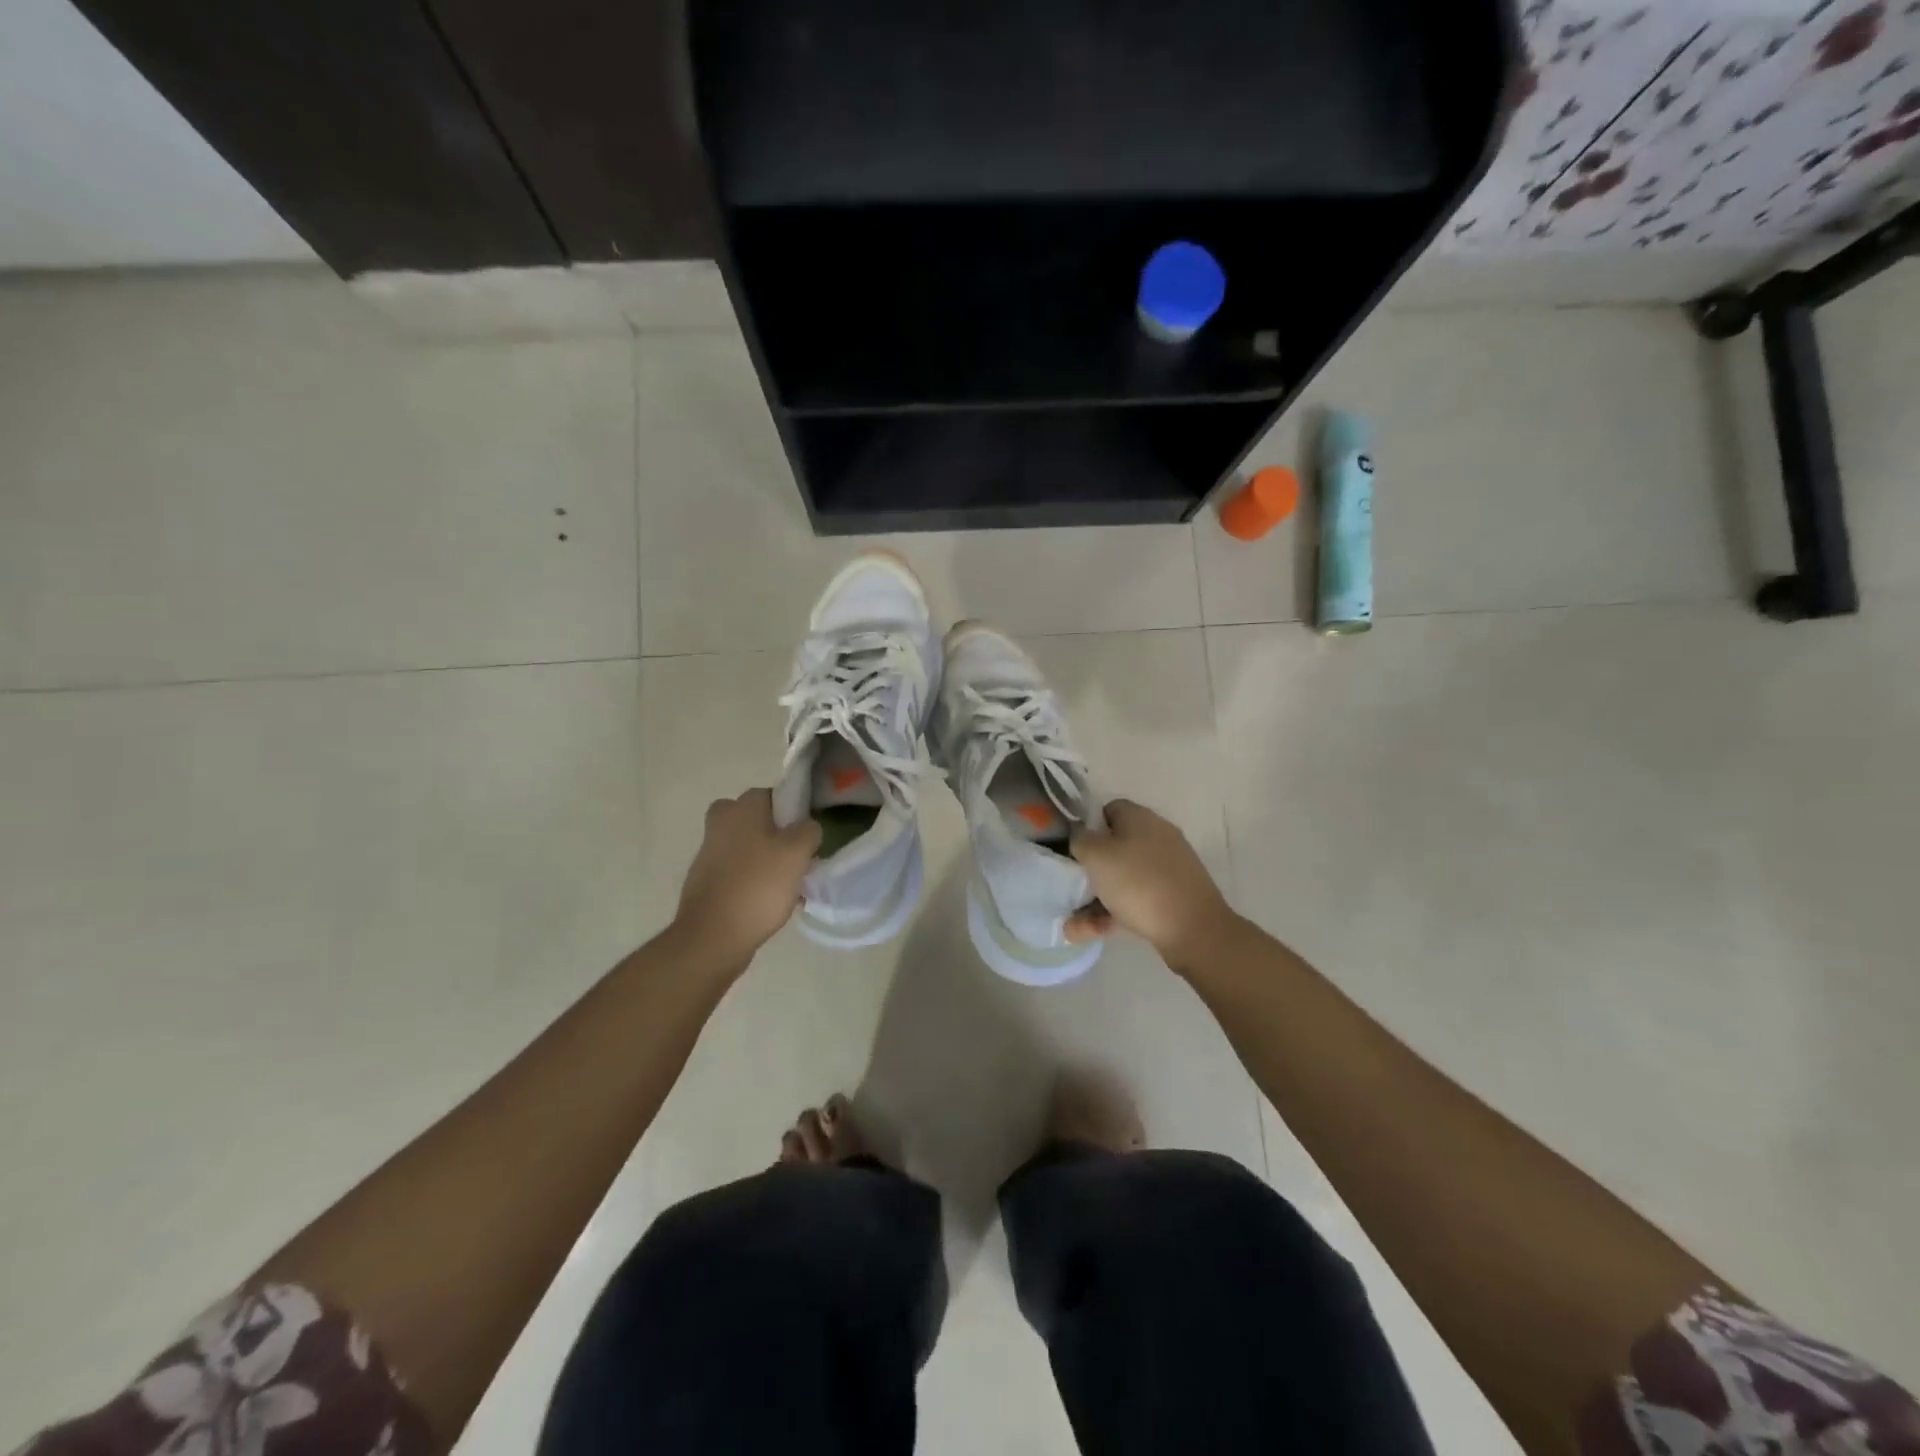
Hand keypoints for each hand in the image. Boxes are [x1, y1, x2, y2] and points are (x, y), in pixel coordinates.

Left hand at [674, 789, 820, 962]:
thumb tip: (806, 828)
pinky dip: (753, 880)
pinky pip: (738, 871)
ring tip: (789, 886)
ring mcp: (709, 852)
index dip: (795, 813)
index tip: (808, 836)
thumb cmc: (758, 886)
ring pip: (749, 847)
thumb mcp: (798, 852)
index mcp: (741, 807)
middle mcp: (720, 822)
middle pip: (759, 821)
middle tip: (799, 858)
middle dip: (779, 836)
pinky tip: (770, 902)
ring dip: (767, 860)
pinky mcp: (705, 880)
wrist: (713, 937)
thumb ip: (809, 830)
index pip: (774, 795)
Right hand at [1066, 799, 1239, 971]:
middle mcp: (1156, 837)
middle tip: (1070, 887)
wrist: (1194, 929)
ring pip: (1123, 878)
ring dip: (1096, 899)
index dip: (1087, 827)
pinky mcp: (1173, 896)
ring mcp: (1167, 868)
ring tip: (1073, 925)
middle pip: (1114, 847)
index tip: (1072, 848)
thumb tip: (1080, 835)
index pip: (1108, 810)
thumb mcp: (1097, 856)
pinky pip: (1136, 899)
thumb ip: (1080, 840)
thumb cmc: (1139, 883)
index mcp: (1140, 818)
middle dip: (1089, 870)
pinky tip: (1091, 933)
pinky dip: (1115, 914)